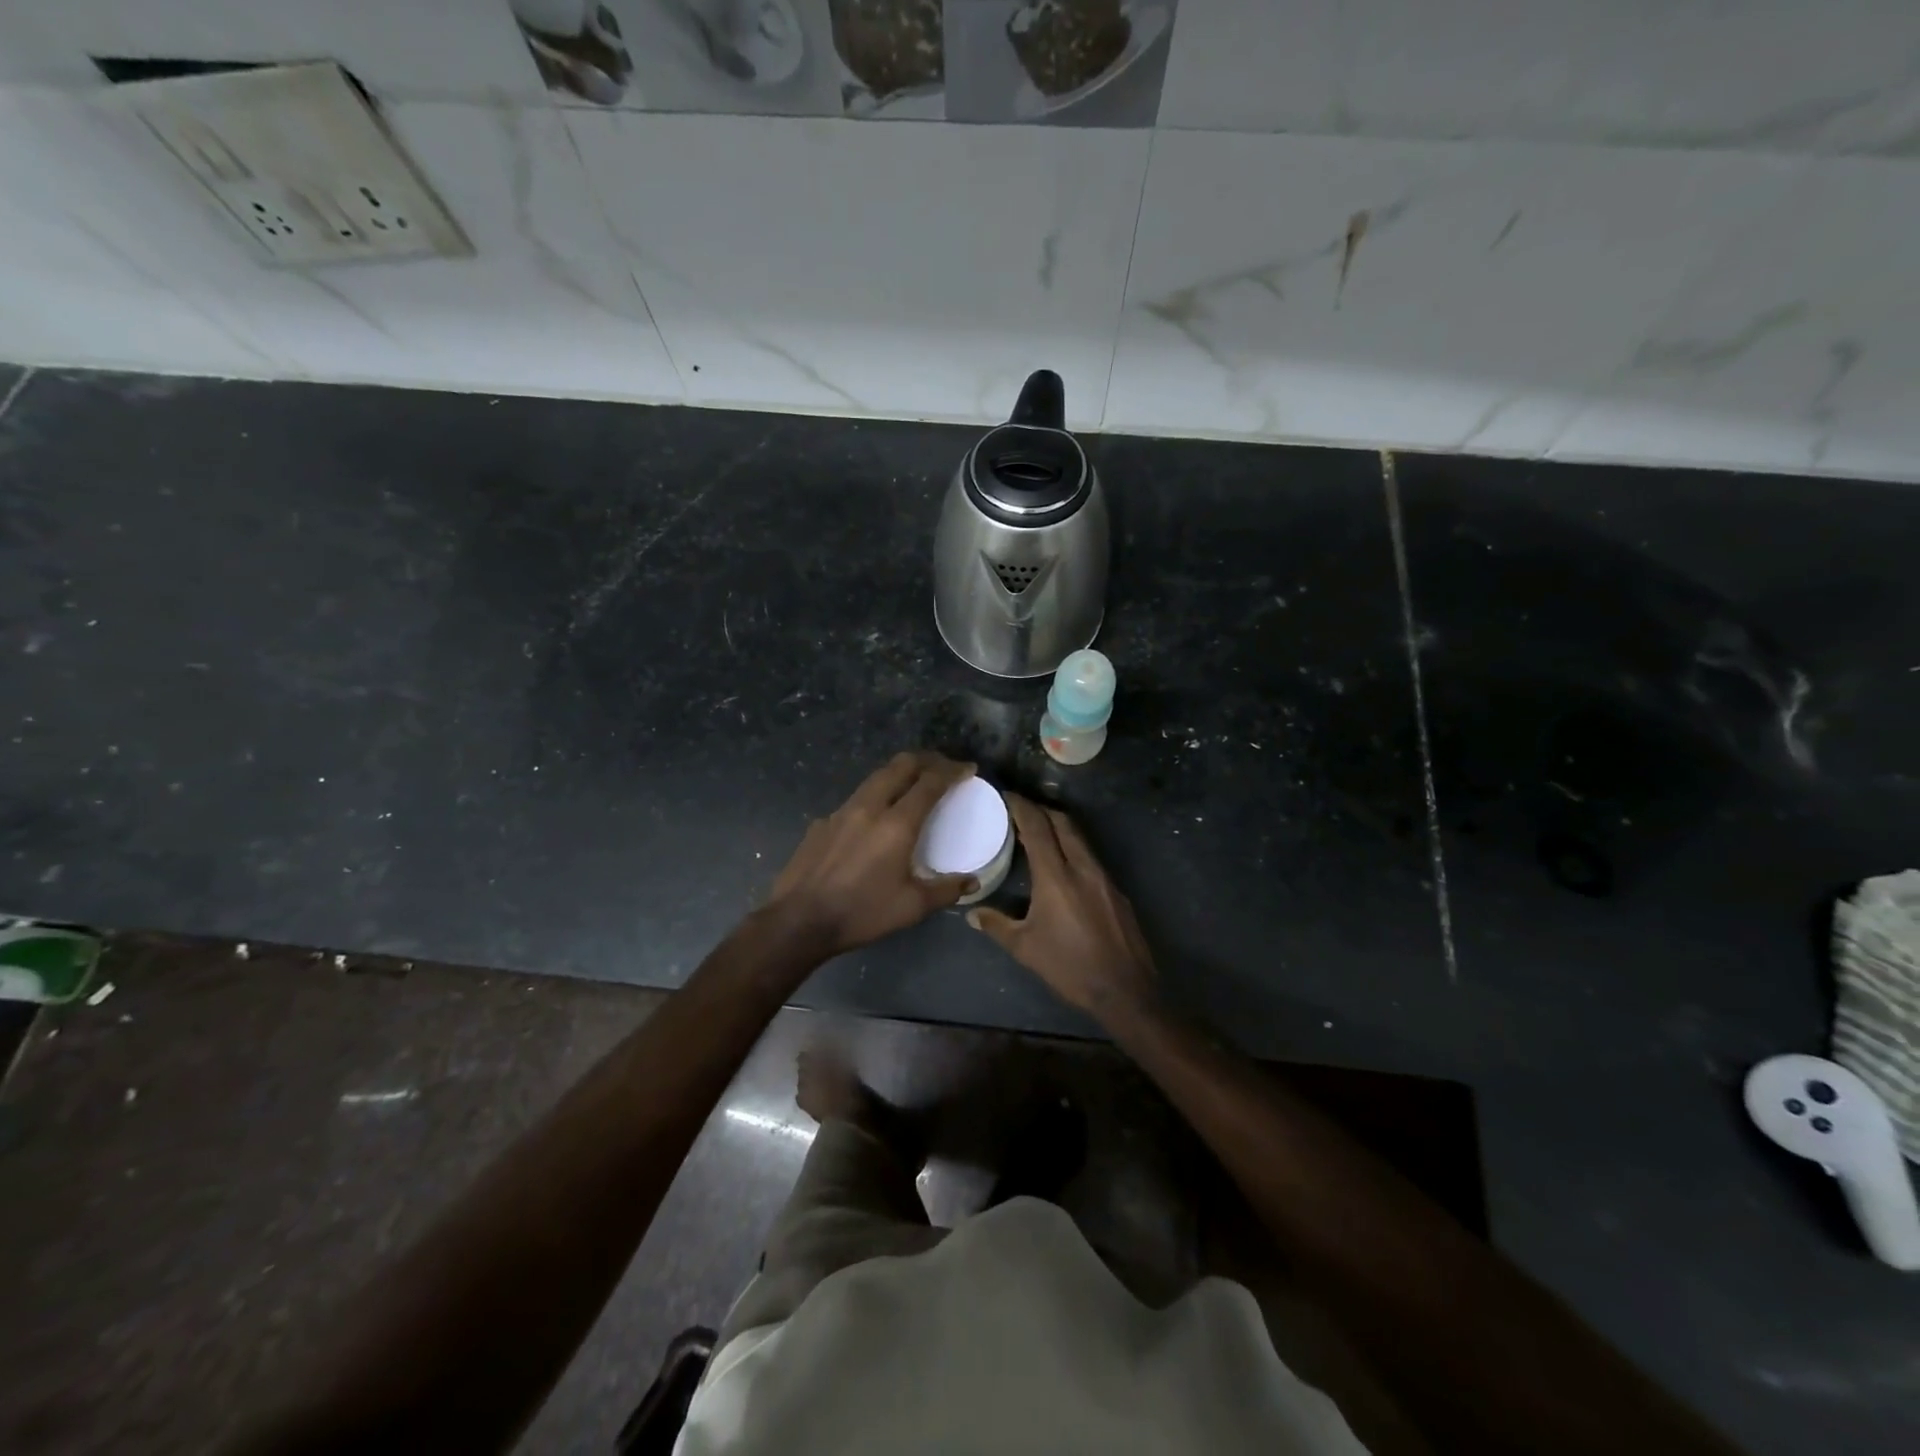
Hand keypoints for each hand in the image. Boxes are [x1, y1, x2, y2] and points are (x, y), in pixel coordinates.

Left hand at [769, 752, 978, 956]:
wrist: (799, 921)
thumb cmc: (861, 913)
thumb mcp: (912, 907)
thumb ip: (946, 890)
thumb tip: (972, 881)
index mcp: (896, 824)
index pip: (930, 783)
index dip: (952, 771)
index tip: (967, 769)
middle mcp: (869, 807)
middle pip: (900, 766)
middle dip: (926, 760)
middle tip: (942, 768)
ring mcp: (840, 812)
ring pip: (875, 778)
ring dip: (898, 774)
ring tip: (911, 785)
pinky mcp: (821, 823)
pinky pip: (854, 800)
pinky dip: (874, 798)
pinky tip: (873, 821)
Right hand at [968, 795, 1155, 1019]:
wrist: (1125, 989)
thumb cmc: (1069, 967)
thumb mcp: (1025, 948)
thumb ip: (996, 925)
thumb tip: (971, 913)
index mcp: (1056, 876)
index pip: (1038, 827)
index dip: (1021, 807)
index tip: (1006, 796)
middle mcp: (1082, 867)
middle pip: (1062, 823)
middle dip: (1041, 810)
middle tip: (1021, 809)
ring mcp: (1103, 877)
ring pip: (1079, 838)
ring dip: (1059, 828)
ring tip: (1039, 833)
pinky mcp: (1116, 890)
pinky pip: (1090, 858)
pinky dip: (1073, 849)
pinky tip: (1064, 867)